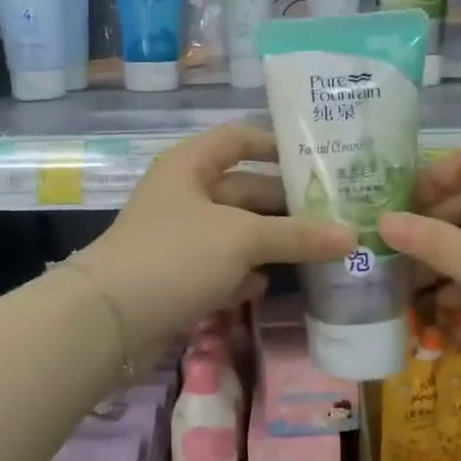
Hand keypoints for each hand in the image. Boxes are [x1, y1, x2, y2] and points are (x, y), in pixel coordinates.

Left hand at [72, 123, 354, 356]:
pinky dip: (242, 275)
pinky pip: (220, 267)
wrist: (108, 321)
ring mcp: (179, 238)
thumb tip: (352, 236)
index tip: (319, 160)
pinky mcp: (177, 277)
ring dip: (271, 244)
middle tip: (336, 215)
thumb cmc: (176, 256)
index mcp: (192, 166)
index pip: (240, 138)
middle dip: (287, 204)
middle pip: (245, 190)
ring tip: (319, 253)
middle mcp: (185, 195)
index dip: (277, 144)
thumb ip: (297, 235)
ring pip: (236, 233)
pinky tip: (266, 287)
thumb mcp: (242, 238)